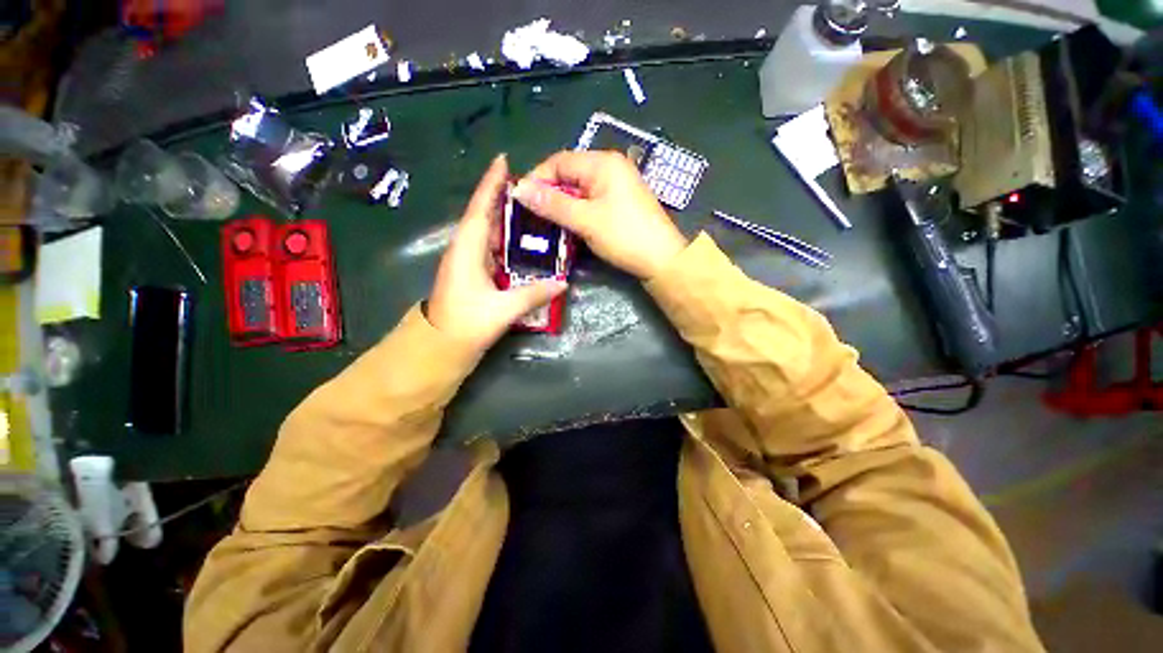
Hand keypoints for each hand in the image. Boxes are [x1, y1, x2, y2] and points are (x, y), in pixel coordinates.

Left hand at [427, 155, 567, 349]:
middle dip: (503, 198)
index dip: (491, 184)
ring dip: (506, 221)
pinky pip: (492, 250)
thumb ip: (533, 294)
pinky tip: (522, 245)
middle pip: (484, 216)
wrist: (439, 347)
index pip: (480, 208)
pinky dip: (506, 243)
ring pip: (488, 233)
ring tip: (532, 211)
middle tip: (531, 188)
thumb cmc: (466, 324)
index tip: (504, 160)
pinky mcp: (473, 276)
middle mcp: (465, 250)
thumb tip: (563, 283)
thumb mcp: (502, 309)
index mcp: (467, 249)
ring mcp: (468, 263)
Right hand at [513, 151, 687, 278]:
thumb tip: (519, 189)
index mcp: (603, 163)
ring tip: (545, 223)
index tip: (521, 200)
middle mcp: (610, 168)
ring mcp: (617, 186)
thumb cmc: (624, 236)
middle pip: (569, 174)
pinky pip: (591, 201)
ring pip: (579, 190)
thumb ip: (552, 204)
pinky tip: (568, 226)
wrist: (662, 260)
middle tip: (531, 215)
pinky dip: (576, 212)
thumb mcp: (585, 220)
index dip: (537, 178)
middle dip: (549, 193)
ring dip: (562, 205)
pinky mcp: (620, 204)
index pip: (559, 161)